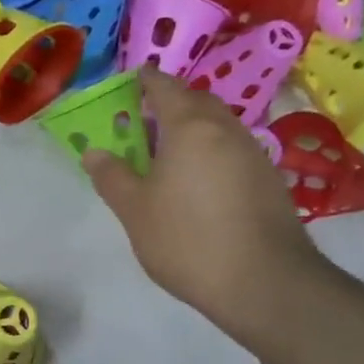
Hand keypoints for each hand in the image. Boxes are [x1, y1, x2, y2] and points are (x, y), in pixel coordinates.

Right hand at [83, 67, 322, 334]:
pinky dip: (210, 152)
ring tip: (166, 151)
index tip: (130, 80)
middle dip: (170, 102)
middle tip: (143, 118)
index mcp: (190, 128)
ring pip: (218, 127)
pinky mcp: (269, 180)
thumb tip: (94, 152)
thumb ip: (112, 176)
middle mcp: (226, 131)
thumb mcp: (134, 210)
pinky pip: (232, 150)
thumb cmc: (187, 239)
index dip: (146, 81)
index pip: (165, 88)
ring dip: (192, 129)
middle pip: (196, 102)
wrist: (264, 283)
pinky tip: (196, 180)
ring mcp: (254, 154)